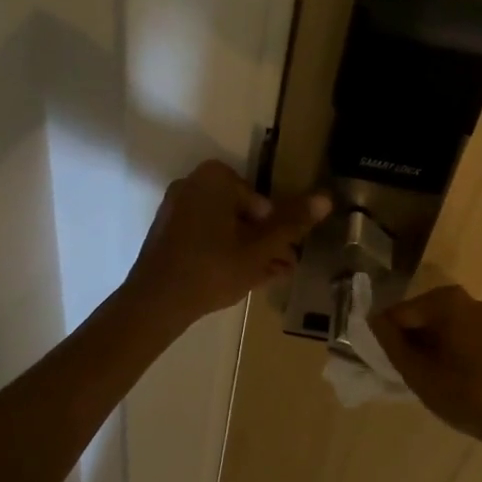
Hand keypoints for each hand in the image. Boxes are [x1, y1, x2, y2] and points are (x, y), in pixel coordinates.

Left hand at [123, 161, 330, 328]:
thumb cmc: (213, 268)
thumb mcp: (260, 248)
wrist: (155, 303)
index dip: (276, 229)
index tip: (285, 254)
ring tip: (270, 277)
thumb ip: (292, 223)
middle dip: (265, 240)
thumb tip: (326, 198)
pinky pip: (205, 237)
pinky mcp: (167, 233)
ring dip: (248, 249)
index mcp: (214, 178)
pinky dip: (224, 252)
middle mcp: (192, 185)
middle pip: (242, 213)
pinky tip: (243, 279)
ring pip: (225, 227)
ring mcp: (176, 209)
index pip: (260, 200)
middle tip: (283, 267)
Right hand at [370, 286, 481, 458]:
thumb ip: (390, 343)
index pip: (398, 314)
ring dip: (430, 351)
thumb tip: (372, 320)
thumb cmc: (469, 394)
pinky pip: (462, 338)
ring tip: (431, 383)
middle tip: (408, 378)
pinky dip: (450, 354)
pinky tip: (454, 382)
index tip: (386, 368)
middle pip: (421, 319)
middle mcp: (467, 300)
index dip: (386, 341)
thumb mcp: (419, 373)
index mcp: (445, 300)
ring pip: (442, 330)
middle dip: (410, 345)